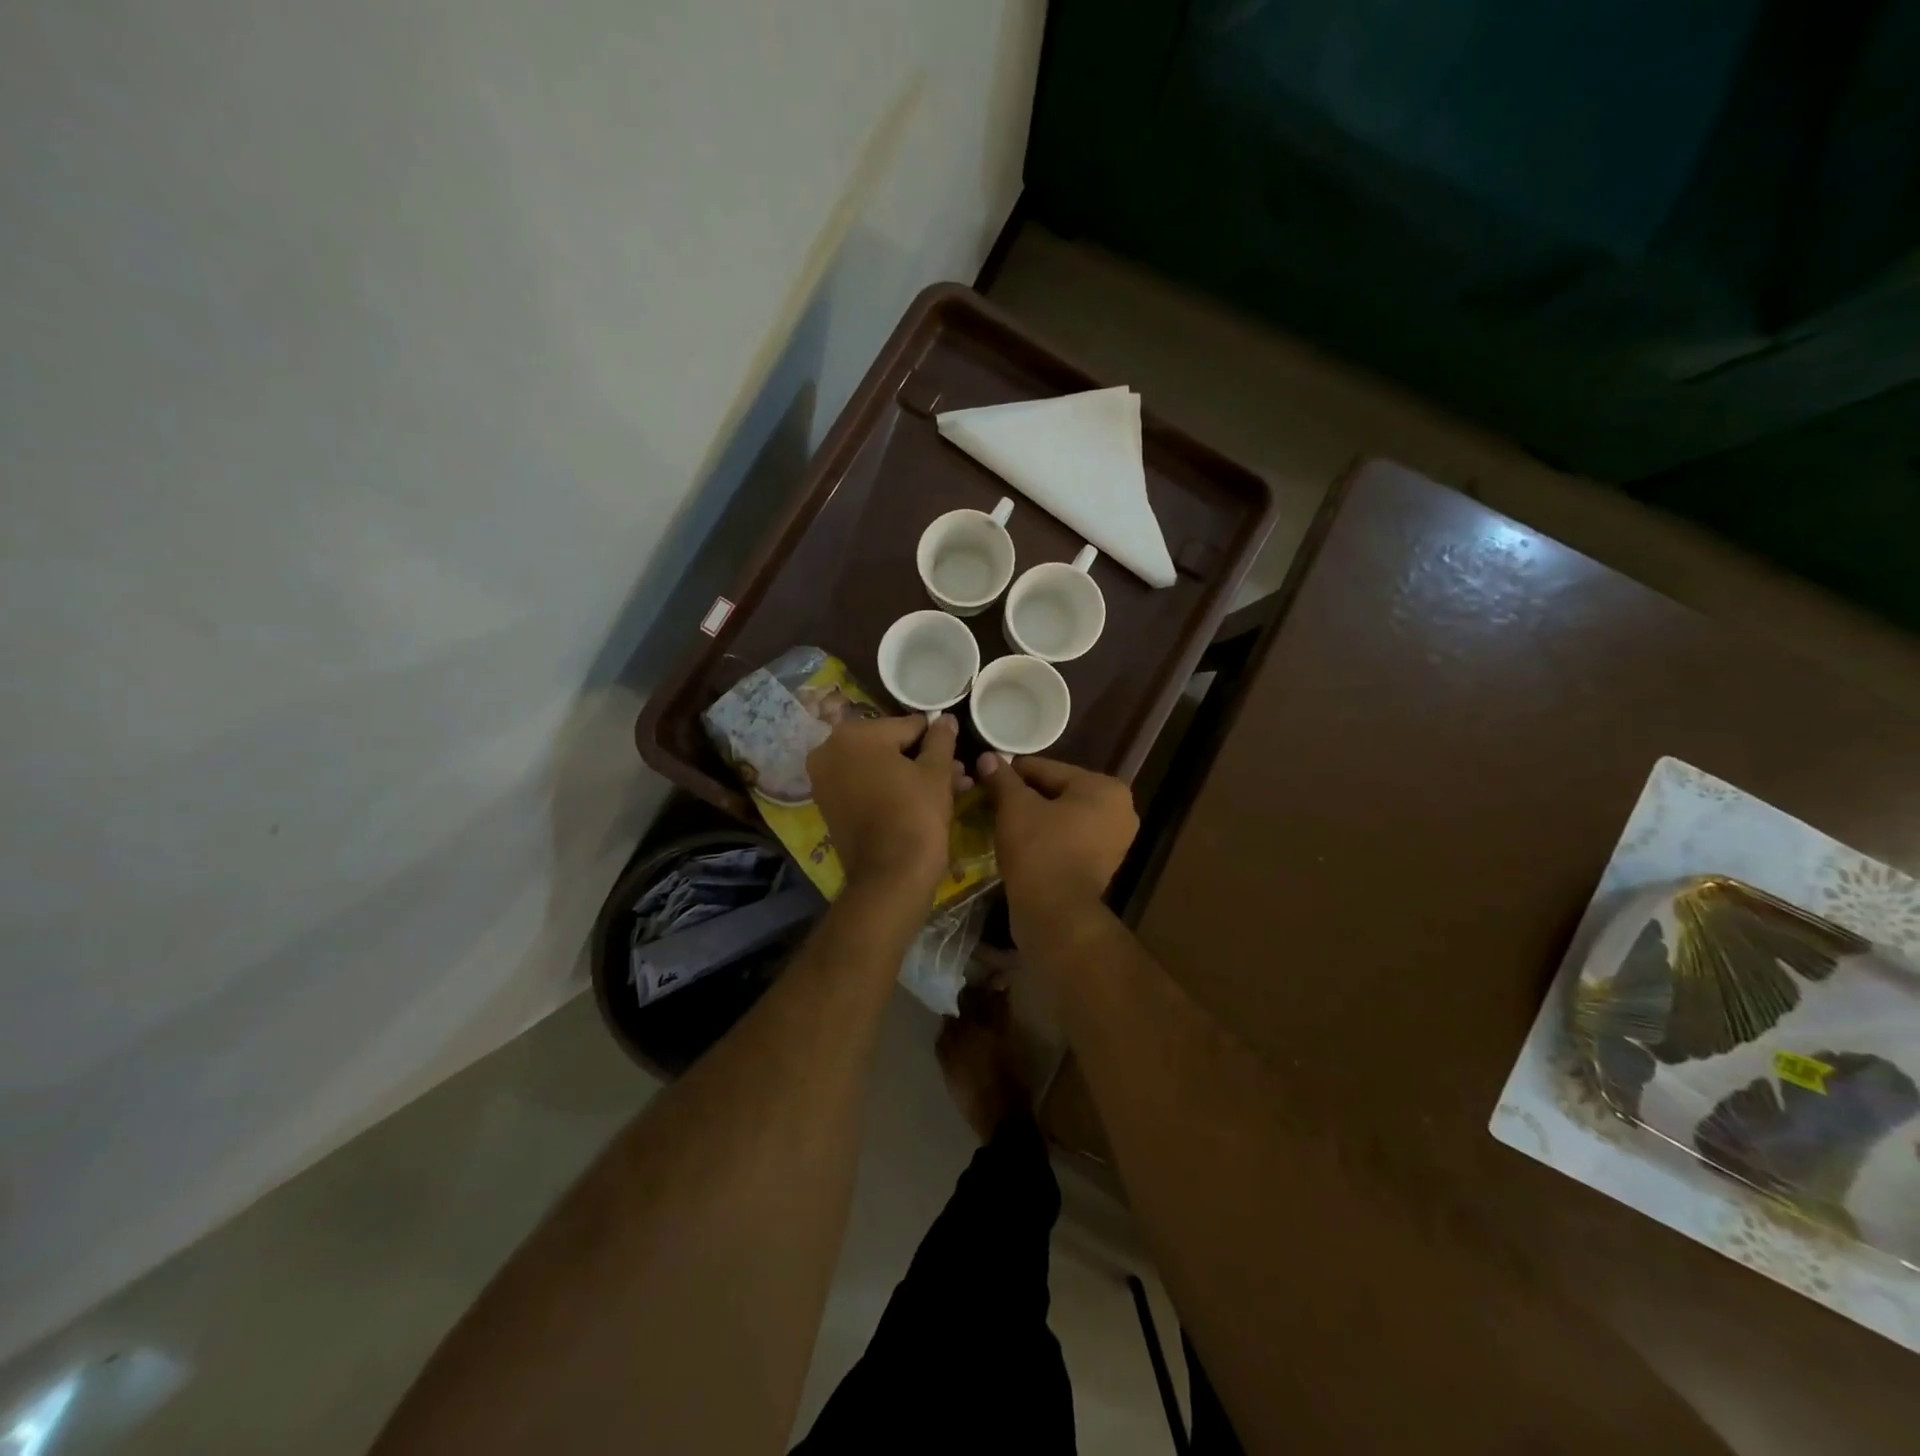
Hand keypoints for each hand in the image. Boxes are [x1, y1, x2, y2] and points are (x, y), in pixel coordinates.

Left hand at [808, 713, 961, 897]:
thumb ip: (941, 739)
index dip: (934, 738)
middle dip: (922, 758)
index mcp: (854, 733)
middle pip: (888, 746)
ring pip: (878, 768)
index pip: (906, 726)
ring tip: (950, 787)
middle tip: (956, 771)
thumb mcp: (936, 772)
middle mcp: (829, 750)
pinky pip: (865, 786)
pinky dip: (889, 789)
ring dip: (910, 774)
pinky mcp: (828, 806)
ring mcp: (824, 780)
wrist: (890, 876)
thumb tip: (945, 719)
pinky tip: (922, 799)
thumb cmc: (915, 814)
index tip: (955, 749)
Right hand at [978, 754, 1137, 944]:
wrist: (1055, 913)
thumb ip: (1002, 778)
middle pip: (1058, 791)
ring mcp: (1115, 840)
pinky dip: (1047, 837)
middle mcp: (1119, 809)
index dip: (1013, 773)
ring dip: (1035, 817)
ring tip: (1002, 821)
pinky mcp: (1104, 864)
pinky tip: (1020, 841)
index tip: (986, 777)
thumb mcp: (1014, 807)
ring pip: (1063, 816)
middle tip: (992, 801)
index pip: (1048, 768)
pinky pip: (1069, 838)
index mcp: (1104, 787)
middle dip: (1025, 796)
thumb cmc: (1039, 850)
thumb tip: (987, 756)